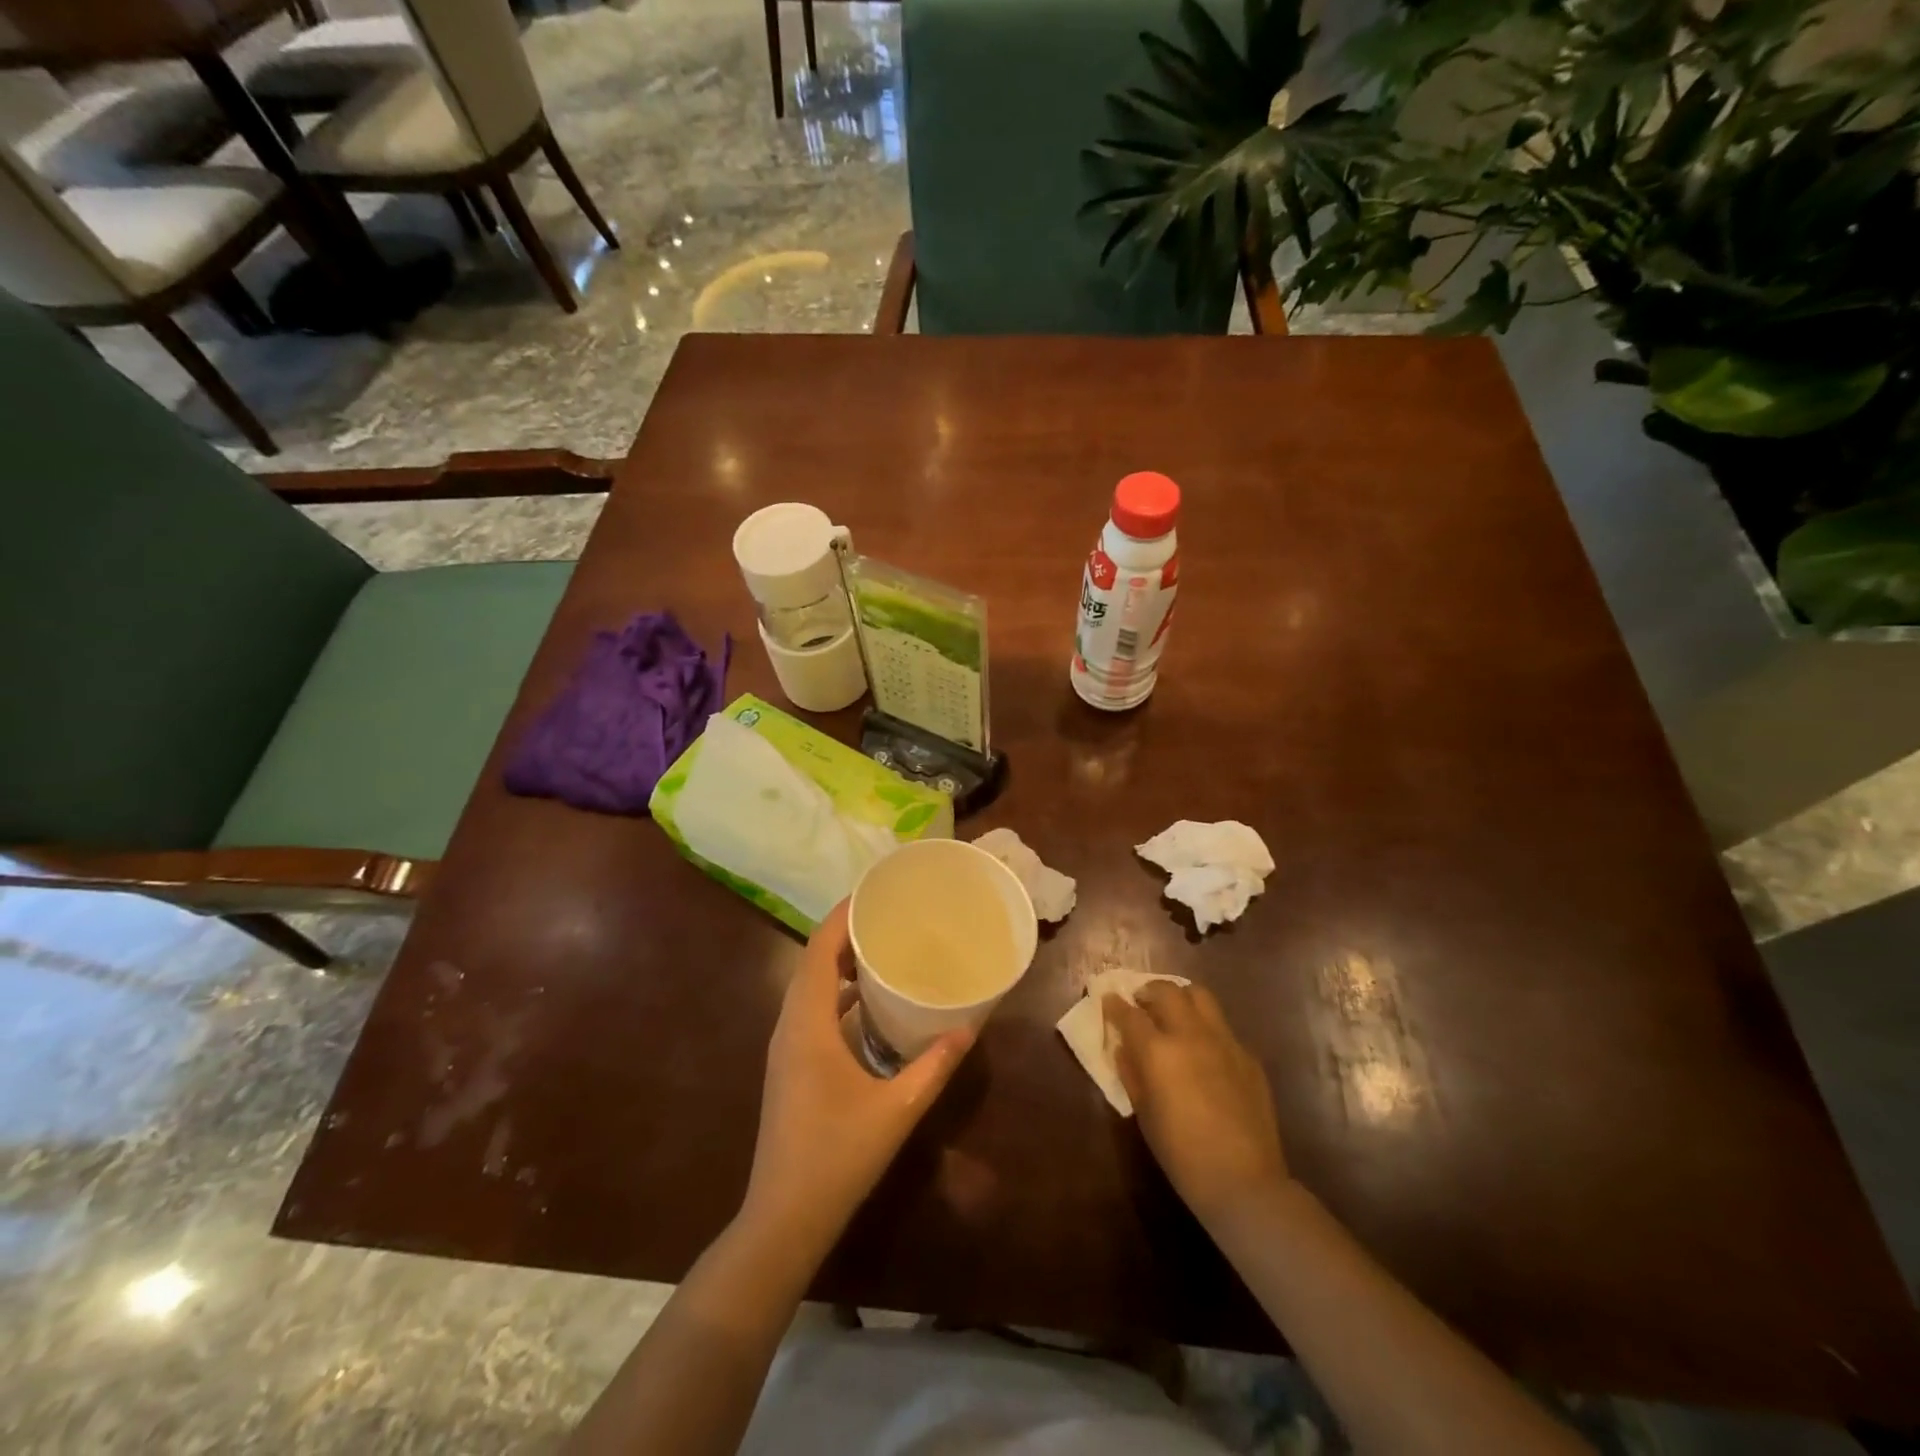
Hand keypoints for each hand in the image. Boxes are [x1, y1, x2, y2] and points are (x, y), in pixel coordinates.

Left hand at [741, 900, 974, 1255]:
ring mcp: (786, 1047)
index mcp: (808, 1025)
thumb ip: (934, 1066)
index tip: (873, 892)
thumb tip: (969, 1028)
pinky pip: (811, 1009)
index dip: (842, 916)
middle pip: (812, 961)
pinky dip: (836, 992)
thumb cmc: (838, 1157)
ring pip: (808, 986)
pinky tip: (869, 1001)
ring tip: (882, 946)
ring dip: (839, 962)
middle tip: (887, 914)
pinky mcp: (790, 1065)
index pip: (818, 950)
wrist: (783, 1218)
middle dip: (845, 933)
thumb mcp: (897, 1109)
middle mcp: (790, 1026)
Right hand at [1105, 981, 1289, 1225]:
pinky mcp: (1247, 1055)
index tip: (1108, 1000)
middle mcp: (1190, 1035)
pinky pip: (1222, 1027)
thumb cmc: (1181, 1155)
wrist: (1244, 1182)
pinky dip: (1205, 1027)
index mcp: (1158, 1051)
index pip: (1129, 1013)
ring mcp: (1224, 1041)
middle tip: (1141, 1003)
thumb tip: (1125, 1048)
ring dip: (1180, 997)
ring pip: (1199, 995)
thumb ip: (1131, 1073)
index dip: (1115, 1005)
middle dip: (1148, 991)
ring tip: (1173, 1012)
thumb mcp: (1144, 1114)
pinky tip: (1203, 1050)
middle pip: (1166, 991)